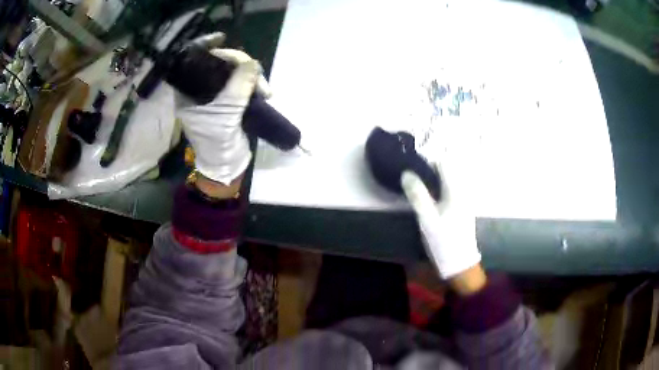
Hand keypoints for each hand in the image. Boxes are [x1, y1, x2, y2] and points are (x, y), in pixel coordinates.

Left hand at [176, 33, 270, 186]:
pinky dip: (252, 84)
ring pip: (233, 73)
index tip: (222, 38)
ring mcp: (214, 95)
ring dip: (251, 77)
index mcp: (188, 91)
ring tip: (265, 92)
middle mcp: (199, 90)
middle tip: (258, 79)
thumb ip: (239, 85)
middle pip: (218, 63)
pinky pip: (241, 83)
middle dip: (240, 66)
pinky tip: (262, 92)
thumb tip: (253, 63)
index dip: (207, 46)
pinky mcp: (228, 101)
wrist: (226, 165)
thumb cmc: (217, 141)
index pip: (195, 60)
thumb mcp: (227, 112)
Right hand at [400, 125, 481, 282]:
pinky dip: (439, 185)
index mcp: (455, 190)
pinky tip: (428, 192)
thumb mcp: (427, 219)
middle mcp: (462, 191)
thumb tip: (406, 173)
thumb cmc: (444, 240)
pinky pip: (450, 188)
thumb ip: (417, 195)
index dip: (428, 158)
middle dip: (431, 165)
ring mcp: (463, 200)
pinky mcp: (461, 208)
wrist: (459, 262)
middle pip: (448, 169)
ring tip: (417, 178)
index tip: (412, 160)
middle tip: (412, 168)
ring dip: (434, 175)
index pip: (444, 163)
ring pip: (449, 178)